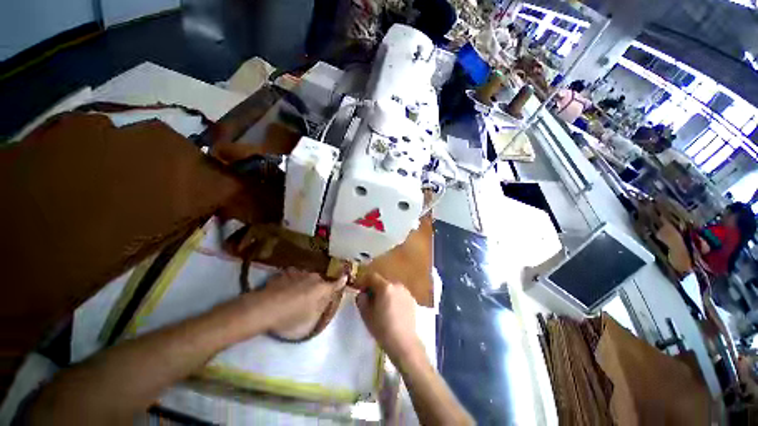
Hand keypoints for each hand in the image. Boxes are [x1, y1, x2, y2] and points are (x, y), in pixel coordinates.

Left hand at [252, 268, 345, 332]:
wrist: (264, 308)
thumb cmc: (290, 318)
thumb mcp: (309, 320)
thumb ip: (321, 308)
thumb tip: (325, 301)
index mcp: (322, 288)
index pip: (337, 283)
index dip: (342, 281)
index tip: (345, 278)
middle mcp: (313, 277)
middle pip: (320, 281)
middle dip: (319, 287)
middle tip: (313, 298)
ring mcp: (299, 273)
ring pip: (307, 278)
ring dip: (305, 284)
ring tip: (296, 295)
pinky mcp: (286, 273)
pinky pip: (294, 277)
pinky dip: (293, 282)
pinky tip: (284, 290)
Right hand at [356, 273, 422, 360]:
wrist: (404, 342)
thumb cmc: (382, 328)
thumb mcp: (365, 314)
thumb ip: (361, 299)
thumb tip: (362, 293)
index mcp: (385, 286)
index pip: (371, 276)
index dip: (363, 281)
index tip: (359, 289)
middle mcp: (397, 285)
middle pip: (382, 281)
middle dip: (374, 287)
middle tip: (369, 299)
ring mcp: (406, 291)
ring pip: (391, 287)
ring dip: (384, 292)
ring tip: (382, 306)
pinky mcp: (412, 299)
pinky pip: (399, 294)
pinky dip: (393, 298)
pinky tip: (392, 310)